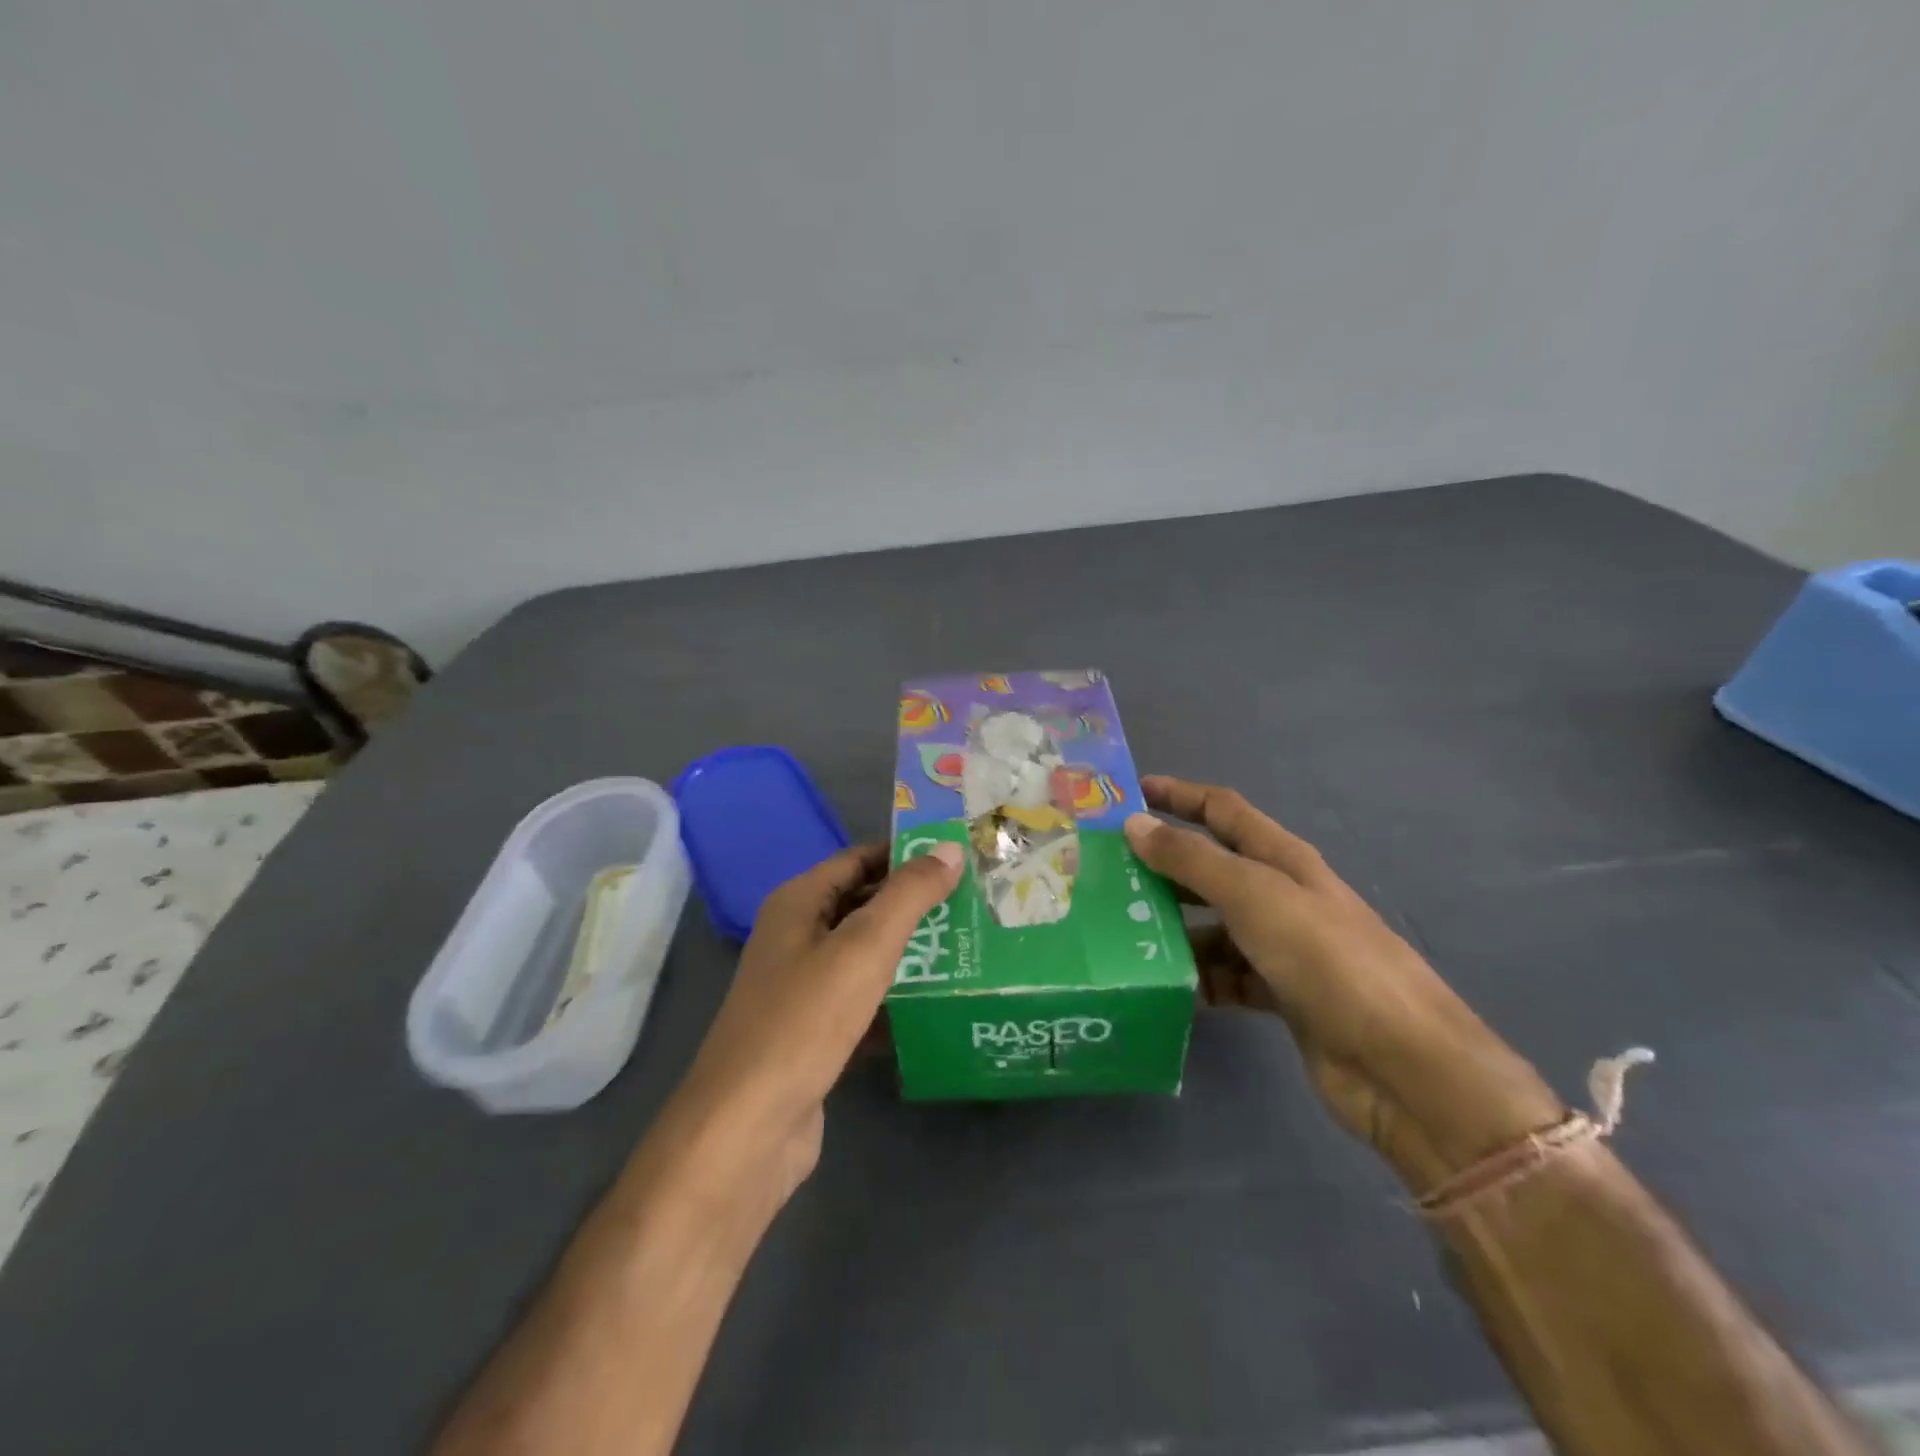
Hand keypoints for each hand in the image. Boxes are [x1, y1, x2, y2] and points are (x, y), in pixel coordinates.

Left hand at [657, 840, 963, 1218]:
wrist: (747, 1130)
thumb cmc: (804, 1021)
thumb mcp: (864, 948)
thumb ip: (909, 895)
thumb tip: (950, 848)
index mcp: (798, 903)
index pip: (859, 859)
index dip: (907, 855)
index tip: (960, 859)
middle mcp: (795, 938)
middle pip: (863, 906)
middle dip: (915, 904)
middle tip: (975, 903)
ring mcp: (802, 989)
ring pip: (865, 957)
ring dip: (911, 952)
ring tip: (969, 948)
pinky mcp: (814, 1034)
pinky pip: (862, 1002)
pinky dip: (895, 999)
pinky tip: (938, 1005)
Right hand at [1125, 776, 1561, 1190]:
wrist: (1401, 1065)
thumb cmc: (1327, 960)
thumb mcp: (1254, 897)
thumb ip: (1192, 860)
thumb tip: (1134, 823)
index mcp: (1282, 859)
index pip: (1223, 810)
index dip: (1179, 796)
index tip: (1130, 794)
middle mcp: (1280, 896)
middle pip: (1211, 869)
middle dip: (1163, 867)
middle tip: (1106, 874)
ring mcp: (1280, 947)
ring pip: (1211, 925)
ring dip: (1172, 928)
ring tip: (1118, 934)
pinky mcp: (1277, 995)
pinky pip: (1223, 975)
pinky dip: (1195, 978)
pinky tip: (1160, 985)